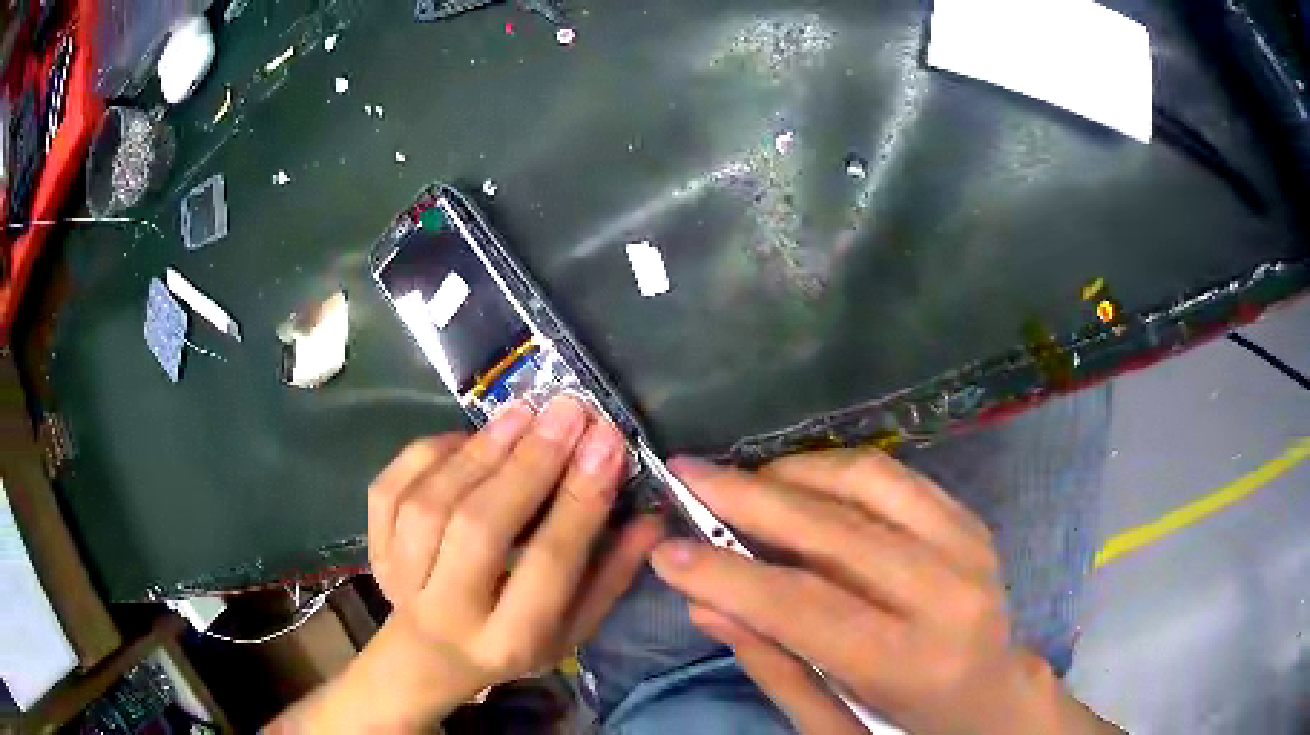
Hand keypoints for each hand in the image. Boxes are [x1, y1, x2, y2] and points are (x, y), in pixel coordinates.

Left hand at [271, 397, 661, 732]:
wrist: (430, 655)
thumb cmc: (515, 642)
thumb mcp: (574, 627)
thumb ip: (612, 574)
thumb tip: (652, 513)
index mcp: (511, 638)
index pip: (549, 563)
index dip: (579, 500)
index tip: (607, 441)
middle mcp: (450, 612)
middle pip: (481, 526)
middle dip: (528, 462)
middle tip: (566, 411)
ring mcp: (401, 578)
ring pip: (432, 503)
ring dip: (480, 450)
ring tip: (522, 413)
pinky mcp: (374, 549)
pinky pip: (391, 488)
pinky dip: (428, 453)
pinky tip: (465, 437)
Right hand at [650, 449, 1114, 734]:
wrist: (989, 694)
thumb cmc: (906, 721)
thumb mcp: (832, 720)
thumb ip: (772, 663)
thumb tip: (706, 603)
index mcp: (912, 661)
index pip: (806, 606)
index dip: (730, 574)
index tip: (668, 551)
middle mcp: (948, 591)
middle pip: (835, 530)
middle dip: (749, 499)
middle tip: (687, 475)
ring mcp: (967, 543)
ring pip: (866, 481)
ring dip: (792, 472)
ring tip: (740, 481)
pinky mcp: (969, 519)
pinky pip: (892, 475)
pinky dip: (834, 468)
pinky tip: (797, 480)